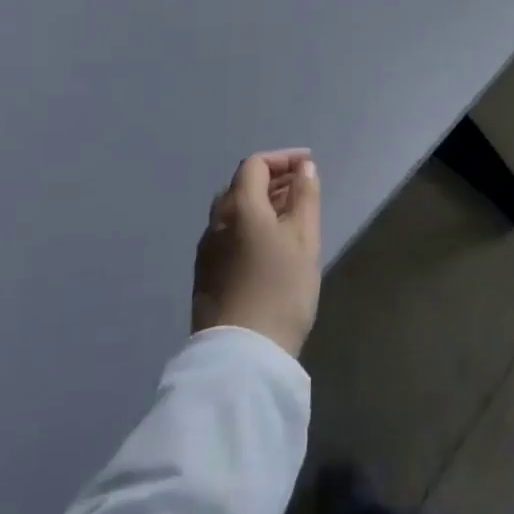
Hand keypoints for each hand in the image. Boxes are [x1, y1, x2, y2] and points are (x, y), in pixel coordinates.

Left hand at [193, 149, 322, 355]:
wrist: (242, 355)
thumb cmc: (281, 289)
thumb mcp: (305, 239)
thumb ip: (305, 197)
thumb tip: (304, 168)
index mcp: (240, 207)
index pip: (255, 165)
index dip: (282, 158)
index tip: (308, 165)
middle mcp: (216, 222)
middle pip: (241, 185)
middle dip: (272, 178)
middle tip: (301, 187)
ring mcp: (207, 251)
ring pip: (233, 212)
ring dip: (260, 203)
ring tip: (289, 215)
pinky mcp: (205, 276)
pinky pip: (228, 234)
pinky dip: (249, 224)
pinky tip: (268, 244)